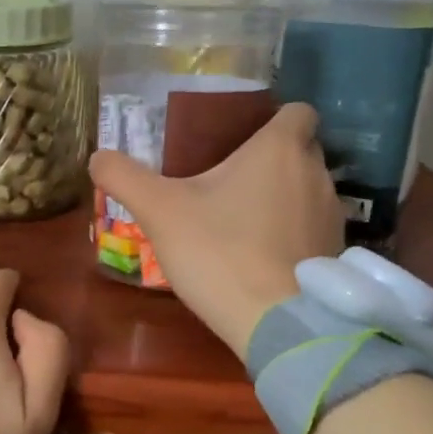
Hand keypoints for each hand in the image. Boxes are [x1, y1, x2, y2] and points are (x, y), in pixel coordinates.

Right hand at [90, 102, 342, 359]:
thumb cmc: (219, 251)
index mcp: (280, 149)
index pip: (298, 111)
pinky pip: (311, 227)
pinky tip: (260, 254)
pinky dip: (291, 232)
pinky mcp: (334, 253)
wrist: (274, 322)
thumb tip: (97, 156)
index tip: (242, 137)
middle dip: (271, 159)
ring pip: (306, 190)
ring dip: (281, 197)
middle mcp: (316, 173)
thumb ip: (124, 177)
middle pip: (300, 150)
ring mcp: (332, 215)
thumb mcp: (158, 210)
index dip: (273, 118)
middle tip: (228, 178)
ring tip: (242, 219)